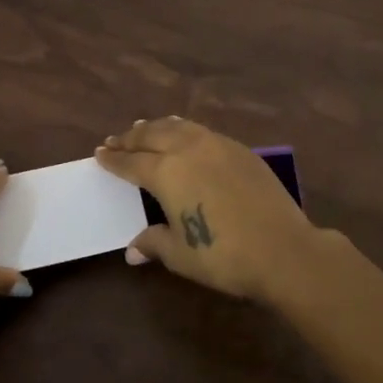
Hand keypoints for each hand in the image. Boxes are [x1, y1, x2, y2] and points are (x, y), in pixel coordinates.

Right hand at [95, 118, 324, 301]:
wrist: (282, 249)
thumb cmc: (223, 256)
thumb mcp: (180, 254)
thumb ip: (154, 243)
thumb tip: (133, 250)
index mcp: (166, 172)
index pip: (131, 162)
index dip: (114, 159)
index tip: (99, 154)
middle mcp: (188, 149)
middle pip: (152, 135)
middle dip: (130, 138)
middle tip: (115, 140)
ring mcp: (217, 145)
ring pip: (179, 127)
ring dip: (157, 127)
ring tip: (144, 128)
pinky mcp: (241, 150)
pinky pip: (203, 132)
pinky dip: (184, 130)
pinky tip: (185, 136)